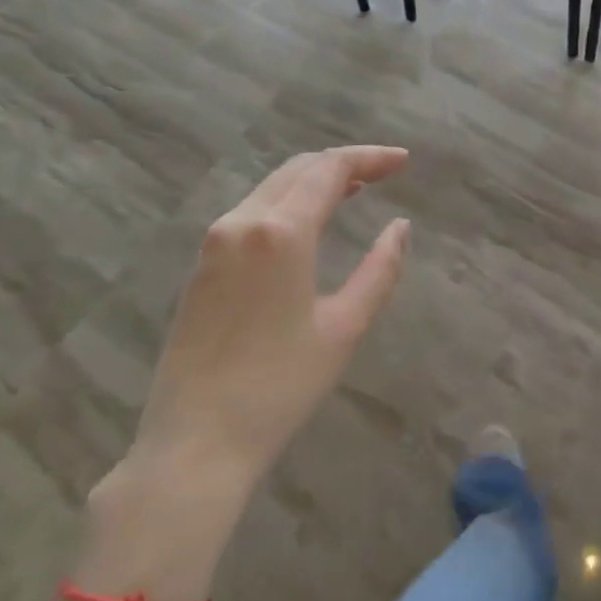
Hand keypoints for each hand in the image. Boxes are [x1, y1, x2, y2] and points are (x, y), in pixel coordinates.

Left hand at [118, 146, 411, 507]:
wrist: (195, 442)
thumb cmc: (280, 387)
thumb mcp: (344, 327)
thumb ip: (380, 269)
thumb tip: (400, 227)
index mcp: (280, 233)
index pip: (330, 170)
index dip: (370, 158)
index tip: (404, 161)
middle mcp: (241, 222)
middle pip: (298, 169)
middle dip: (344, 164)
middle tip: (385, 172)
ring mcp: (214, 242)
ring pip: (272, 187)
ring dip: (314, 181)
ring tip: (355, 191)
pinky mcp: (201, 265)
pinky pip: (251, 211)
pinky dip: (287, 202)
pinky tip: (308, 222)